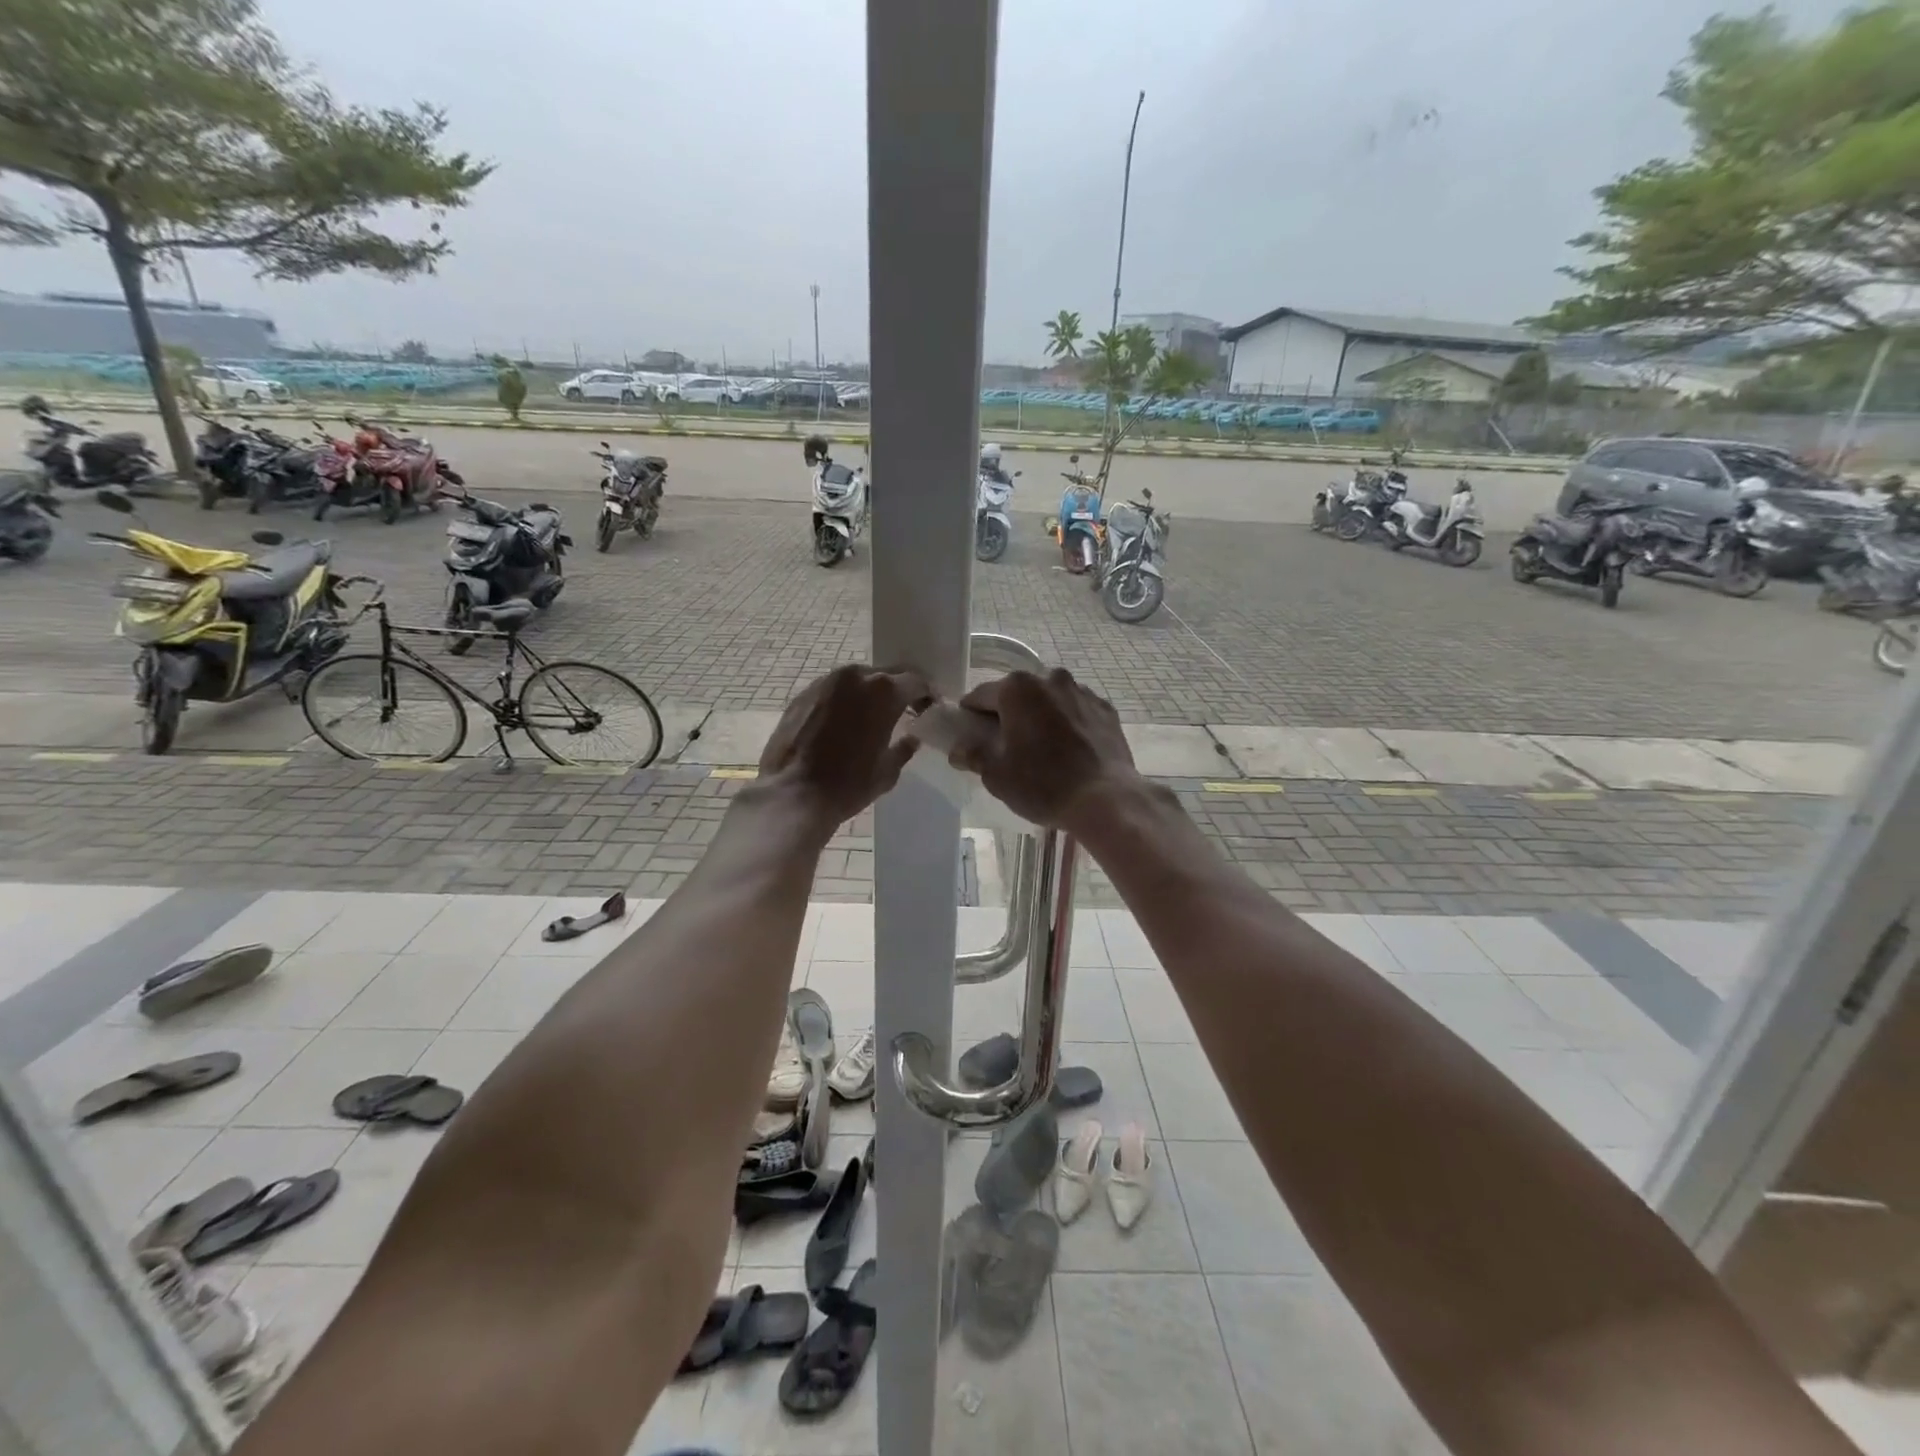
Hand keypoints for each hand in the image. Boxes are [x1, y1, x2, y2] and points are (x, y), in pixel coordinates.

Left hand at [759, 665, 930, 829]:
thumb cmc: (848, 784)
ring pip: (857, 680)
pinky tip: (843, 722)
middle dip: (898, 690)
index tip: (928, 708)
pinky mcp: (803, 694)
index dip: (926, 694)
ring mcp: (825, 682)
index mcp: (884, 691)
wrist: (793, 793)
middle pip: (886, 675)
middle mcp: (856, 676)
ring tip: (870, 717)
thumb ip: (904, 748)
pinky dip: (844, 701)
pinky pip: (833, 690)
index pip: (916, 681)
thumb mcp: (887, 771)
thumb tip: (911, 739)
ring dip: (868, 694)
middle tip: (903, 710)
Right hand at [948, 669, 1138, 830]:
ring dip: (1040, 716)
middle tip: (1004, 745)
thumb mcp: (996, 775)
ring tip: (1041, 749)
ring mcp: (1082, 691)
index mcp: (1017, 688)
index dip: (971, 716)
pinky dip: (1068, 724)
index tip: (968, 734)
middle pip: (1018, 694)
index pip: (981, 696)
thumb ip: (973, 755)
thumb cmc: (1043, 784)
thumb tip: (957, 749)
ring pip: (1050, 700)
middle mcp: (1050, 679)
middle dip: (1009, 714)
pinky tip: (1069, 750)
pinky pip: (1076, 711)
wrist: (1106, 799)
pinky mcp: (1106, 709)